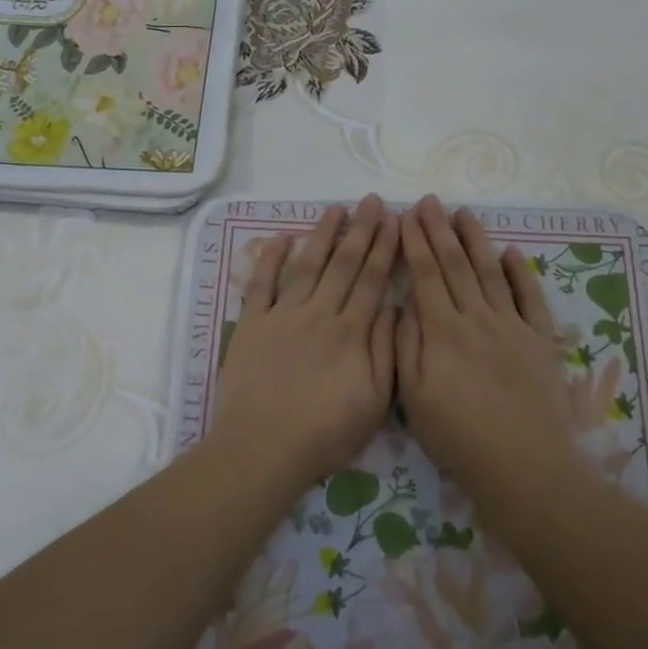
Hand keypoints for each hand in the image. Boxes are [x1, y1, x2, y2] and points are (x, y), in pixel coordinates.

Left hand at [212, 195, 398, 492]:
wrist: (262, 448)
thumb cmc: (324, 433)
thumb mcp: (373, 401)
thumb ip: (385, 350)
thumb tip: (393, 306)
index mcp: (351, 332)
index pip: (372, 279)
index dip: (385, 247)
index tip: (395, 220)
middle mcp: (319, 313)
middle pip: (343, 264)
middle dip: (361, 230)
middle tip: (372, 200)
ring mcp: (282, 315)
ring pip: (307, 265)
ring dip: (322, 234)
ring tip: (336, 208)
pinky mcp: (252, 324)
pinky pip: (261, 284)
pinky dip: (270, 258)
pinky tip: (281, 237)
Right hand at [395, 196, 578, 500]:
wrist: (525, 467)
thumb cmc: (460, 437)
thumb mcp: (415, 397)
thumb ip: (407, 345)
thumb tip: (404, 303)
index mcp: (443, 332)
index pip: (426, 275)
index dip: (415, 242)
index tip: (406, 215)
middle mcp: (478, 319)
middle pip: (456, 265)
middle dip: (440, 230)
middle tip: (430, 200)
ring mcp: (513, 327)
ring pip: (491, 273)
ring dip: (476, 240)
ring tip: (465, 213)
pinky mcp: (540, 341)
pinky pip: (530, 298)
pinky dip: (521, 273)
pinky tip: (512, 253)